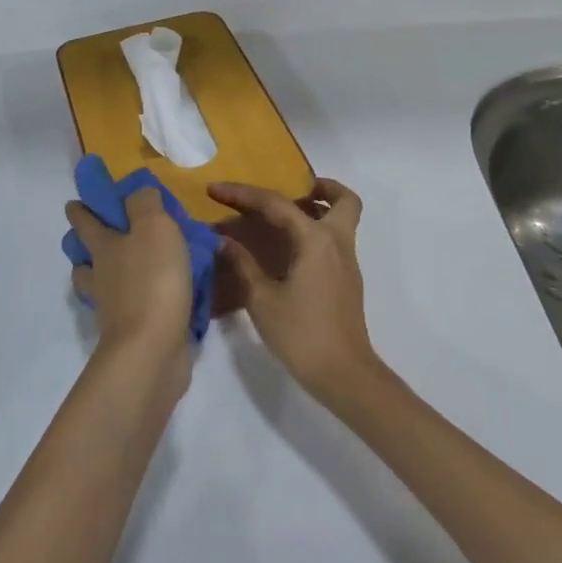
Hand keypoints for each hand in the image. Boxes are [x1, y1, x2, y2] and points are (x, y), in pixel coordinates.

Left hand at [66, 185, 193, 376]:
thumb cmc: (152, 279)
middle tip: (96, 234)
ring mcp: (112, 307)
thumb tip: (137, 191)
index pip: (84, 221)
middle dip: (84, 244)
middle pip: (84, 257)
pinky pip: (127, 308)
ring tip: (124, 267)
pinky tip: (154, 296)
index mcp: (103, 246)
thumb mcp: (154, 226)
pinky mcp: (131, 331)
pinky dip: (133, 300)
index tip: (74, 202)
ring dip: (104, 275)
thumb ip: (144, 203)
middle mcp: (101, 275)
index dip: (79, 209)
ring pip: (99, 285)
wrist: (151, 349)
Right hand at [208, 179, 380, 405]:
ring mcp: (347, 261)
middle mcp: (337, 242)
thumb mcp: (262, 299)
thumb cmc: (302, 334)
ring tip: (282, 218)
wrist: (344, 375)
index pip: (276, 204)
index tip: (215, 189)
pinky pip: (335, 240)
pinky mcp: (346, 280)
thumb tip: (224, 241)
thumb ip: (243, 265)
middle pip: (342, 200)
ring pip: (342, 219)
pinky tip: (287, 251)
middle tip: (289, 191)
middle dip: (320, 187)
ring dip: (319, 209)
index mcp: (315, 240)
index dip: (242, 194)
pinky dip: (316, 233)